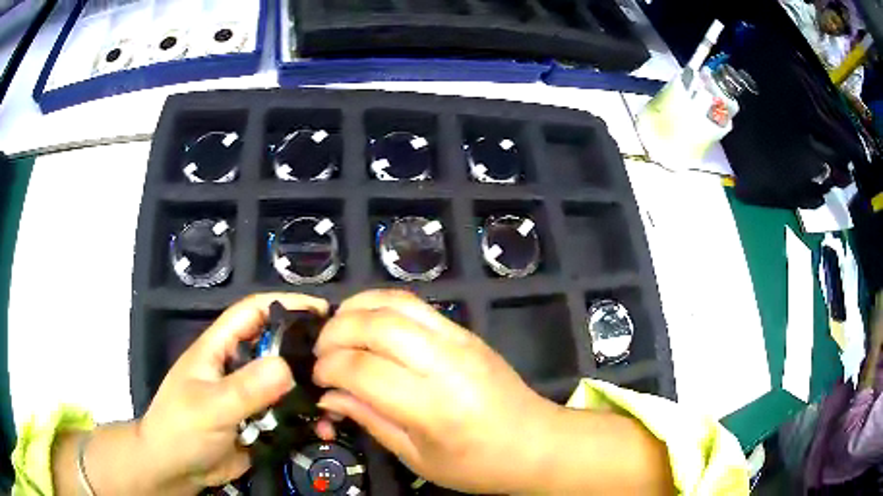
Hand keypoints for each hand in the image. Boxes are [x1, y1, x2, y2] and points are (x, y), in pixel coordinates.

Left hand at [138, 293, 327, 492]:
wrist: (175, 470)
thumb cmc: (181, 429)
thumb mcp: (210, 407)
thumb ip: (245, 389)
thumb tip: (288, 367)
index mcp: (219, 348)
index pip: (253, 312)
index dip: (286, 304)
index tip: (323, 310)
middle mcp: (237, 367)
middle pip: (276, 348)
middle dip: (307, 353)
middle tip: (342, 363)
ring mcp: (249, 397)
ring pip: (286, 385)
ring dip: (310, 393)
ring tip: (337, 404)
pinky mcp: (259, 423)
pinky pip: (288, 415)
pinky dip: (306, 420)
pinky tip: (322, 429)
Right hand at [312, 290, 560, 493]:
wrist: (537, 442)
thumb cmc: (478, 465)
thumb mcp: (418, 458)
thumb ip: (370, 420)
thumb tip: (329, 394)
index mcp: (434, 406)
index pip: (363, 370)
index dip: (328, 369)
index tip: (316, 379)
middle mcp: (446, 363)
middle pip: (376, 326)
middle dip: (335, 333)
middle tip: (320, 354)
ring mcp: (459, 340)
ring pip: (395, 303)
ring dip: (355, 309)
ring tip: (336, 330)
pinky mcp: (465, 331)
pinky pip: (415, 304)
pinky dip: (380, 304)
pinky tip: (366, 322)